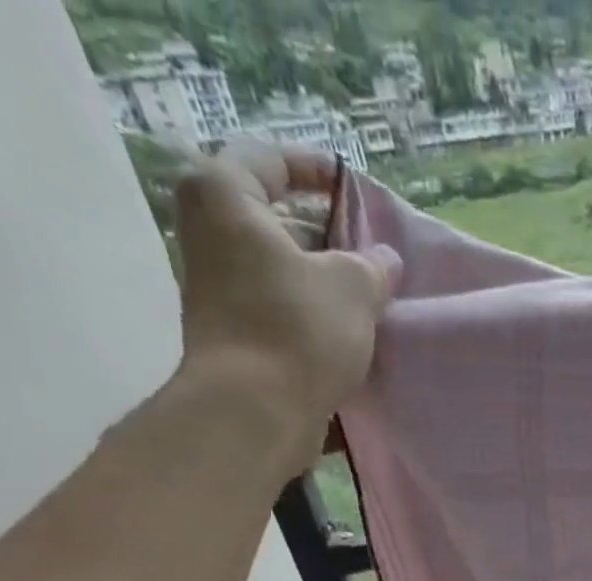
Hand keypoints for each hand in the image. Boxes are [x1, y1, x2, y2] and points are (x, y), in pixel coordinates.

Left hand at [173, 143, 398, 458]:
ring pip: (277, 269)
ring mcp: (215, 288)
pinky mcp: (231, 334)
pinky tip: (347, 335)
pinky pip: (276, 309)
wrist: (255, 411)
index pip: (271, 159)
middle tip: (369, 252)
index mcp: (224, 196)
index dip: (318, 171)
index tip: (355, 191)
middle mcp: (208, 234)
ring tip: (368, 298)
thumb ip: (372, 266)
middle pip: (274, 219)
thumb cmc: (298, 329)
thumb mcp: (353, 288)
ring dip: (320, 281)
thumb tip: (383, 260)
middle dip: (324, 234)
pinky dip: (309, 315)